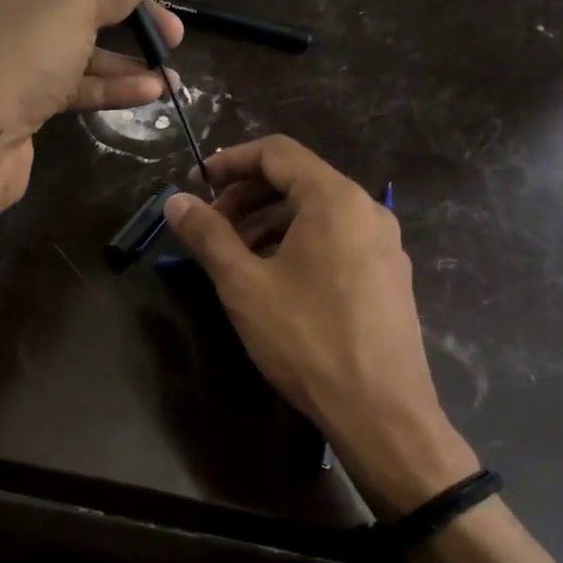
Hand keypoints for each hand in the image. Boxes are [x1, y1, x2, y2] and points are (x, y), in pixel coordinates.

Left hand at [0, 0, 182, 206]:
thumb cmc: (20, 52)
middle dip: (130, 10)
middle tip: (172, 31)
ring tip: (171, 71)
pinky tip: (152, 93)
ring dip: (127, 56)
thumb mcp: (76, 7)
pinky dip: (110, 84)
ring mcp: (18, 48)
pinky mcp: (26, 92)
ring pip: (82, 42)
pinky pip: (74, 79)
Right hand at [162, 136, 478, 516]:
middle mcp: (367, 210)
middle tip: (211, 228)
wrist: (380, 410)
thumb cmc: (306, 339)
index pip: (277, 152)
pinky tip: (275, 281)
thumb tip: (175, 201)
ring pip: (317, 213)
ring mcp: (383, 244)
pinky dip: (298, 244)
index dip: (230, 161)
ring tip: (236, 258)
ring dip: (269, 223)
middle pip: (298, 180)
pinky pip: (336, 240)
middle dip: (247, 196)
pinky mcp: (387, 276)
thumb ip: (207, 235)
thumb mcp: (244, 285)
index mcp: (335, 200)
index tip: (196, 186)